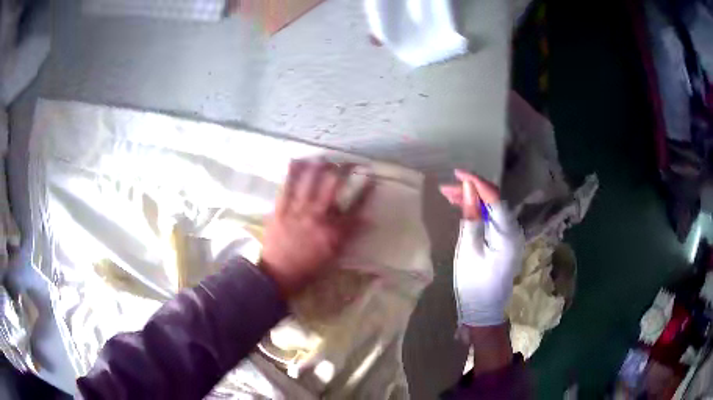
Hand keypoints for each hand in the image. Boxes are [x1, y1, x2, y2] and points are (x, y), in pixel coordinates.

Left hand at [260, 160, 372, 296]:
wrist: (277, 276)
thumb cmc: (307, 270)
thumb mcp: (333, 257)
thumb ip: (348, 236)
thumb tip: (366, 220)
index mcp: (334, 232)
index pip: (355, 207)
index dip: (365, 190)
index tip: (371, 177)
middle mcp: (318, 217)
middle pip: (333, 187)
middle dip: (343, 170)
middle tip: (349, 161)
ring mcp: (298, 212)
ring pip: (311, 182)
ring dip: (319, 166)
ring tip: (325, 157)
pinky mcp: (281, 210)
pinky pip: (287, 188)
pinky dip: (291, 173)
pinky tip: (296, 160)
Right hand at [439, 169, 522, 326]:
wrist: (483, 309)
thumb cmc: (473, 282)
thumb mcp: (468, 249)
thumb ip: (471, 217)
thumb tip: (469, 189)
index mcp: (508, 234)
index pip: (495, 198)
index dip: (477, 182)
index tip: (457, 173)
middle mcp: (514, 231)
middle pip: (495, 201)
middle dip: (472, 190)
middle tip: (446, 187)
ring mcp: (511, 236)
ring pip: (493, 209)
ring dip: (473, 200)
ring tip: (449, 195)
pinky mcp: (505, 241)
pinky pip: (492, 219)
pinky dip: (479, 212)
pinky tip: (464, 208)